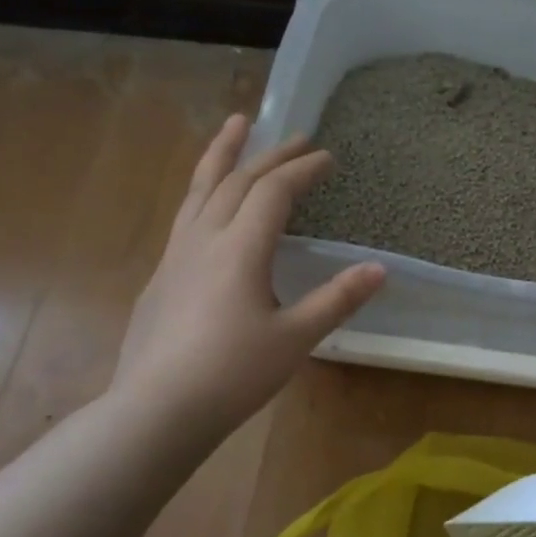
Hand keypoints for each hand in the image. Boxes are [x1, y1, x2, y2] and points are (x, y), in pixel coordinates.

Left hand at [110, 115, 384, 438]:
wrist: (156, 411)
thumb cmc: (232, 374)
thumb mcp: (295, 338)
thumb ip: (337, 299)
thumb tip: (379, 268)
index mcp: (240, 248)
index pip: (274, 192)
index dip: (303, 170)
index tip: (328, 158)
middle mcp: (205, 239)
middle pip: (237, 180)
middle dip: (271, 154)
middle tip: (297, 136)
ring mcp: (176, 255)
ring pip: (200, 188)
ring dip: (222, 154)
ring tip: (235, 125)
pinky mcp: (161, 276)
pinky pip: (187, 214)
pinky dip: (205, 190)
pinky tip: (209, 204)